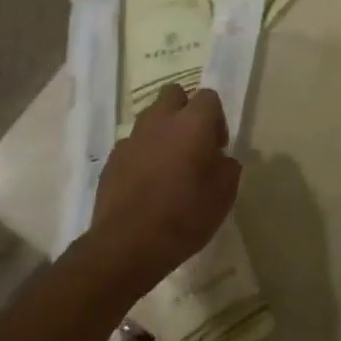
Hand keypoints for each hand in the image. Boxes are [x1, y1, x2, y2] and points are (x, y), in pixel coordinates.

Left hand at [88, 85, 239, 292]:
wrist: (127, 246)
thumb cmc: (185, 215)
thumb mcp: (225, 194)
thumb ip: (228, 166)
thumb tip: (220, 159)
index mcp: (193, 122)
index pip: (209, 97)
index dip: (216, 119)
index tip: (216, 148)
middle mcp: (161, 120)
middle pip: (174, 94)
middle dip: (184, 110)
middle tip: (191, 142)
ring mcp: (132, 138)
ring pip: (150, 118)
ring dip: (161, 132)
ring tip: (166, 164)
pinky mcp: (112, 160)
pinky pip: (132, 145)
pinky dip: (140, 155)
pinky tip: (144, 184)